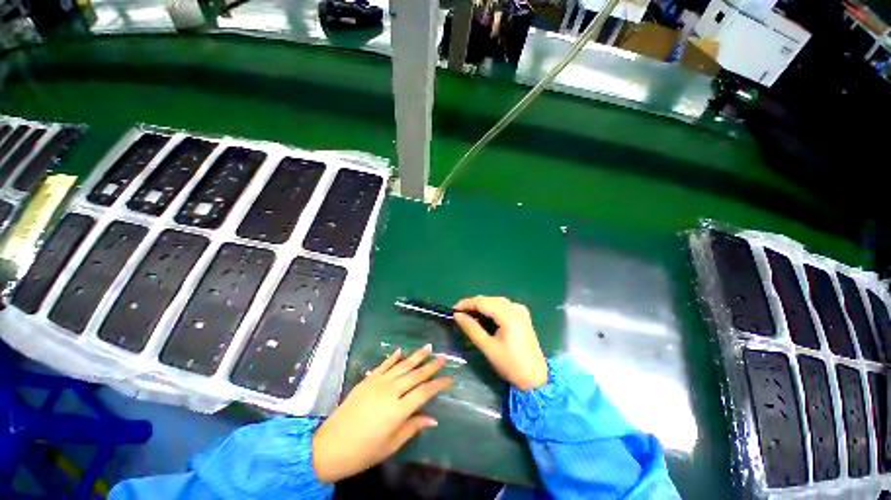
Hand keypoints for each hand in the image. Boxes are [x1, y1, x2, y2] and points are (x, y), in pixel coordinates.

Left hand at [312, 344, 451, 482]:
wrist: (329, 446)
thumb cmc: (363, 452)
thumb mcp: (390, 445)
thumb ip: (412, 428)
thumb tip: (433, 419)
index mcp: (398, 410)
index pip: (424, 392)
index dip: (438, 385)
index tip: (450, 379)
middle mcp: (390, 391)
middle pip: (415, 375)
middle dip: (431, 366)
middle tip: (443, 357)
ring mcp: (377, 383)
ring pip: (402, 366)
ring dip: (416, 356)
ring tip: (429, 347)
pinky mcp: (367, 380)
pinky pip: (384, 365)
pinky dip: (393, 357)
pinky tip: (401, 351)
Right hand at [454, 296, 547, 390]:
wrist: (535, 378)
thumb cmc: (510, 364)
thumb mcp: (488, 347)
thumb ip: (471, 328)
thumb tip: (457, 315)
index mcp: (509, 316)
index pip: (483, 302)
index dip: (466, 303)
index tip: (453, 309)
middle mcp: (516, 308)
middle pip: (490, 300)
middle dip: (473, 304)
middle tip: (459, 313)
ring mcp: (521, 311)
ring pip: (496, 301)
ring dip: (482, 306)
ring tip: (468, 314)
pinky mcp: (522, 315)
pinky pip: (503, 306)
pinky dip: (491, 309)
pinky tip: (483, 316)